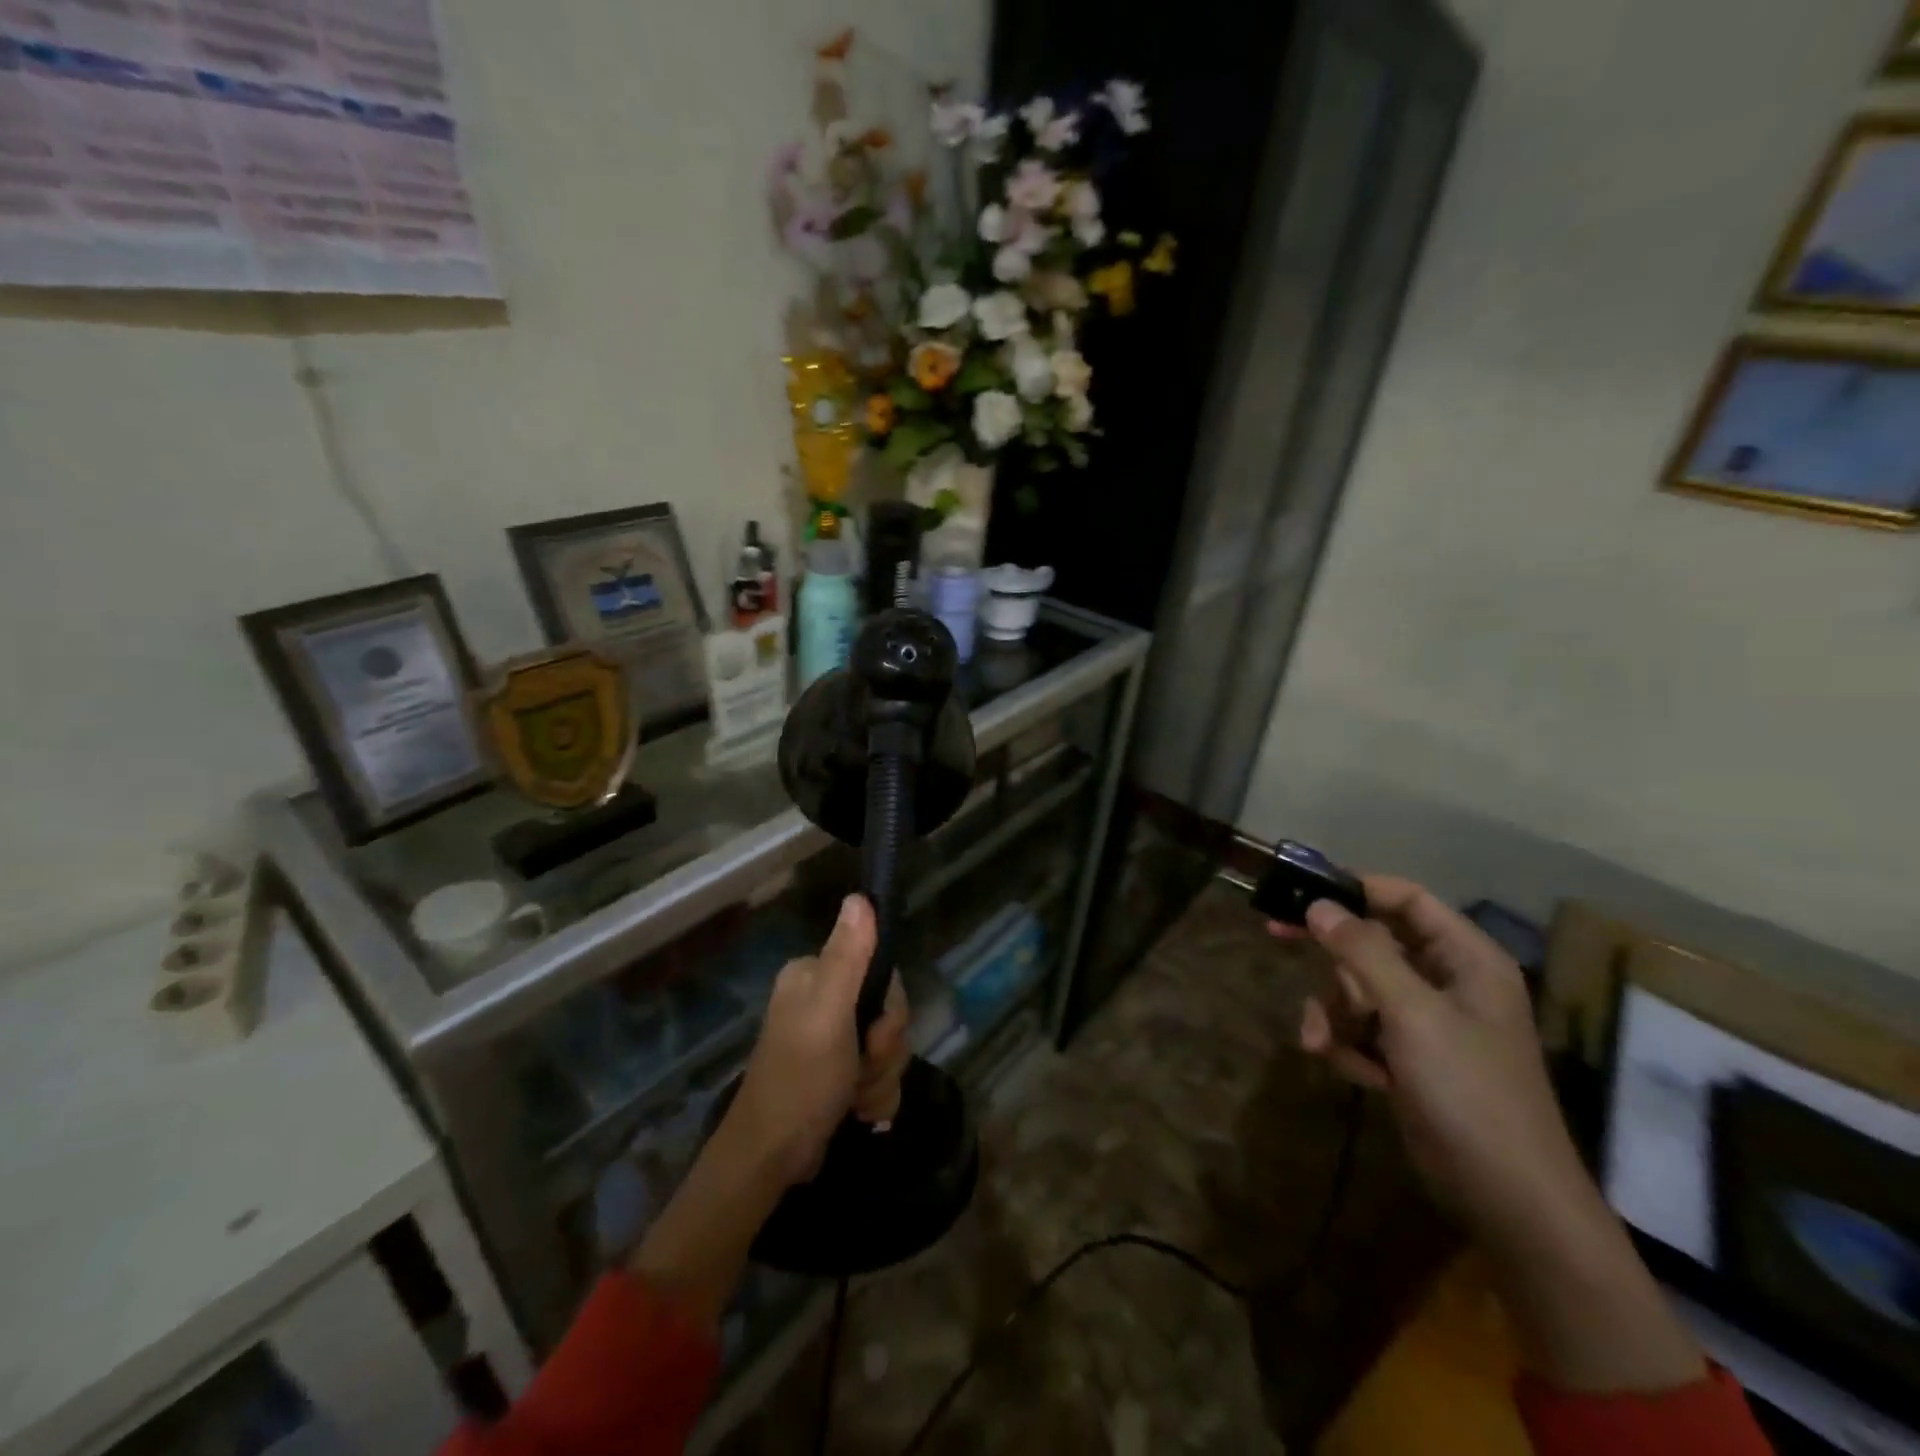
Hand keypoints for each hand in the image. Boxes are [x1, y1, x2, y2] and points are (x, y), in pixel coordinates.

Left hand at [725, 894, 910, 1186]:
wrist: (771, 1161)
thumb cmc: (800, 1080)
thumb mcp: (829, 1013)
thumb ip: (848, 956)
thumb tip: (861, 897)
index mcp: (815, 977)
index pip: (881, 971)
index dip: (889, 1008)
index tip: (874, 1035)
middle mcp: (823, 1001)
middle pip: (888, 1011)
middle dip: (884, 1050)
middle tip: (860, 1069)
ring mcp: (832, 1041)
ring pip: (888, 1047)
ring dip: (880, 1078)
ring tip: (854, 1100)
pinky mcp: (839, 1075)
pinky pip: (881, 1075)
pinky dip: (875, 1097)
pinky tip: (857, 1113)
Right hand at [1278, 875, 1704, 1392]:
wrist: (1508, 1200)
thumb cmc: (1468, 1091)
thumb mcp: (1410, 1013)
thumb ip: (1361, 951)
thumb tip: (1319, 905)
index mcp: (1466, 959)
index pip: (1406, 899)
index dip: (1356, 888)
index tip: (1304, 890)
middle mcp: (1447, 982)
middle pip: (1373, 942)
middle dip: (1331, 958)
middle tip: (1275, 934)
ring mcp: (1428, 1023)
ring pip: (1359, 988)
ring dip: (1333, 1011)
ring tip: (1320, 1042)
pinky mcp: (1411, 1059)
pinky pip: (1363, 1029)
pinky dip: (1347, 1044)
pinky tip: (1349, 1070)